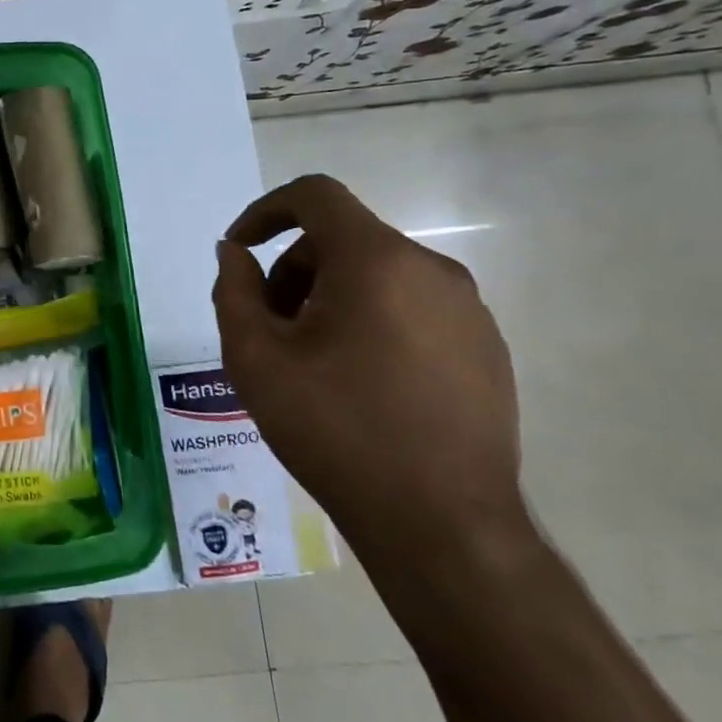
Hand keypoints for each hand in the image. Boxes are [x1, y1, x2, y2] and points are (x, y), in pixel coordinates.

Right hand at [212, 174, 528, 570]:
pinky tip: (359, 383)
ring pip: (378, 275)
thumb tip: (235, 253)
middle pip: (343, 240)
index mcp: (376, 261)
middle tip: (269, 329)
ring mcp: (468, 311)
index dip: (265, 210)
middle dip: (293, 271)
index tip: (240, 250)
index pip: (315, 196)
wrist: (442, 525)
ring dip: (330, 298)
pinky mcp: (486, 349)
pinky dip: (372, 321)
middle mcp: (431, 270)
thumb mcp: (255, 358)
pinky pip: (412, 308)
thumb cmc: (335, 429)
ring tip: (310, 362)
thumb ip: (235, 291)